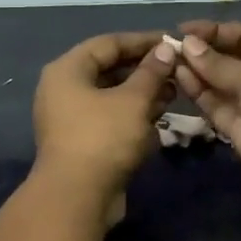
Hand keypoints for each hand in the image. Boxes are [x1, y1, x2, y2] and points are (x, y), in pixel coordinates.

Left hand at [31, 31, 176, 211]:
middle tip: (176, 69)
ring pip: (111, 95)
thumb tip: (166, 49)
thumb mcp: (133, 101)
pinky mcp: (81, 142)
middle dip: (144, 69)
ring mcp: (70, 117)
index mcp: (67, 70)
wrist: (76, 199)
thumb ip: (151, 72)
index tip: (172, 42)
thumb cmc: (103, 138)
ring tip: (174, 91)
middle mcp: (63, 89)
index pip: (108, 43)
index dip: (142, 41)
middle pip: (108, 69)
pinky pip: (109, 118)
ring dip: (141, 93)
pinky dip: (132, 114)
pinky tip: (159, 117)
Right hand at [172, 20, 240, 208]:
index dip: (217, 31)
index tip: (184, 29)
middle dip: (205, 52)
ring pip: (223, 85)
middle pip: (234, 60)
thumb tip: (187, 44)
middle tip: (171, 47)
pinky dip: (201, 95)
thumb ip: (218, 64)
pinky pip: (220, 108)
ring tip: (168, 61)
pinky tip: (180, 79)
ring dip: (199, 73)